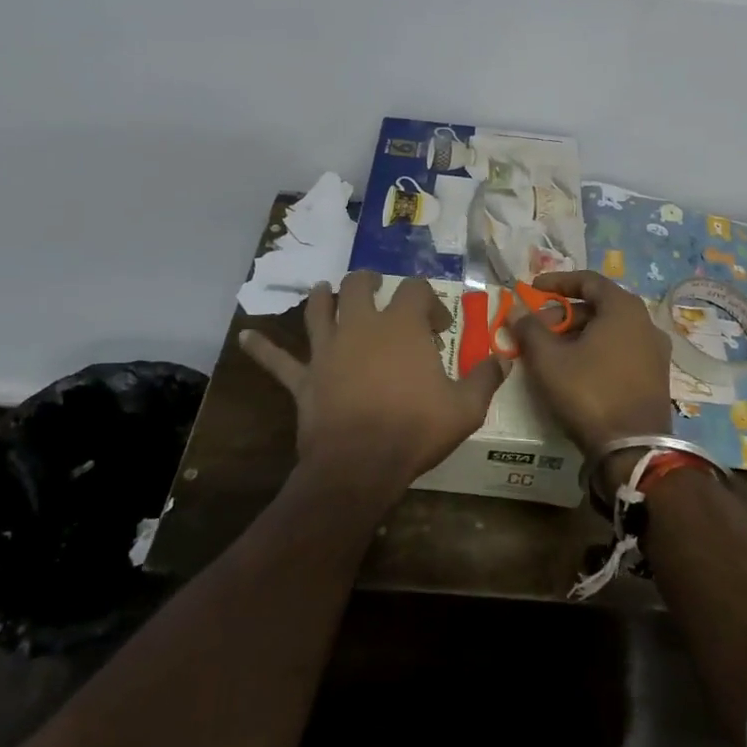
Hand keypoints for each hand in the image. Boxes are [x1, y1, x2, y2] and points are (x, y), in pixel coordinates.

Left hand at [241, 272, 505, 498]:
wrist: (359, 465)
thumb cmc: (415, 429)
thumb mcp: (465, 408)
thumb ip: (485, 379)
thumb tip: (503, 359)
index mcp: (402, 326)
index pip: (416, 291)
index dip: (428, 299)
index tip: (437, 324)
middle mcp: (362, 326)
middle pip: (359, 285)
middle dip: (369, 281)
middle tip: (377, 287)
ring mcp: (328, 349)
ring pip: (318, 309)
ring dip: (321, 297)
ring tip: (323, 290)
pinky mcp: (304, 379)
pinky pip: (278, 361)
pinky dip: (261, 349)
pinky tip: (243, 337)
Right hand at [510, 270, 672, 460]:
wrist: (633, 450)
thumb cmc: (589, 392)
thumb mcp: (549, 360)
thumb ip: (530, 329)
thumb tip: (517, 310)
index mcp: (624, 308)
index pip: (588, 280)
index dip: (557, 282)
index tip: (532, 289)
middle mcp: (645, 322)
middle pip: (598, 306)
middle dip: (563, 314)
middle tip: (535, 328)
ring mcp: (654, 351)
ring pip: (609, 330)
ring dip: (577, 334)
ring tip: (550, 351)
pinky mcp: (655, 376)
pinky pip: (620, 350)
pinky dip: (595, 350)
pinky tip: (575, 369)